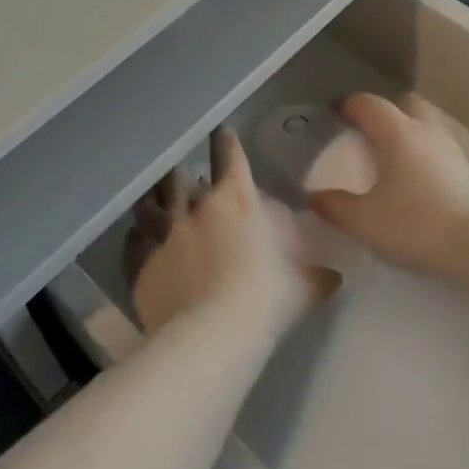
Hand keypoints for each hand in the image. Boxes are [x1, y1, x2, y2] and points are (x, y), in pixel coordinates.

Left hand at [127, 127, 337, 338]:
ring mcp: (164, 234)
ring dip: (153, 200)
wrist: (211, 336)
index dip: (225, 142)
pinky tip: (136, 240)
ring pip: (150, 203)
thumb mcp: (301, 289)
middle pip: (181, 177)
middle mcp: (195, 208)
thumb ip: (315, 278)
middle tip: (184, 176)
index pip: (230, 157)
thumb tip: (335, 277)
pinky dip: (136, 240)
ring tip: (152, 199)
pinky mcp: (142, 263)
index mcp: (236, 202)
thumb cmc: (264, 301)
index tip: (220, 131)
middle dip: (182, 175)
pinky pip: (133, 243)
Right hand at [307, 94, 468, 278]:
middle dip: (385, 110)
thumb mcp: (365, 221)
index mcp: (397, 133)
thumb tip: (314, 196)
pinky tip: (415, 176)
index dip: (349, 105)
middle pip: (405, 103)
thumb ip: (335, 207)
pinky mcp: (466, 169)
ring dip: (408, 129)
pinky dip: (423, 150)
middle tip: (368, 130)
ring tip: (391, 153)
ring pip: (426, 123)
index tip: (335, 114)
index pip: (369, 104)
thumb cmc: (416, 224)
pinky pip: (438, 145)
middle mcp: (425, 131)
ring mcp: (450, 148)